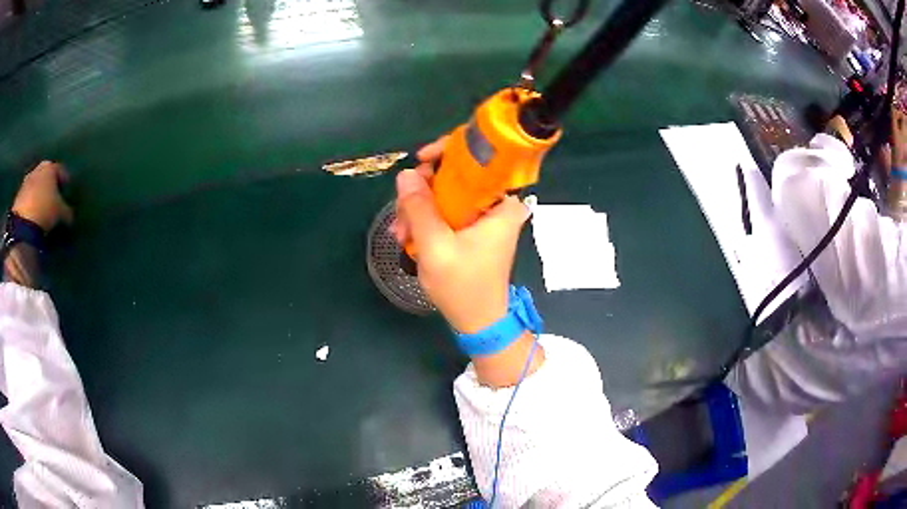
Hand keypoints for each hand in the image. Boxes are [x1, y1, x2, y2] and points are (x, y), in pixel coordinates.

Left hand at [12, 161, 72, 230]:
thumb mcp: (61, 213)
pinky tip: (33, 215)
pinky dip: (31, 204)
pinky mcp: (19, 197)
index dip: (65, 180)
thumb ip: (67, 211)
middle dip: (49, 185)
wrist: (23, 224)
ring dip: (39, 194)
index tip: (68, 189)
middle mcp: (37, 169)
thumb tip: (71, 216)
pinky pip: (27, 198)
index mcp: (50, 167)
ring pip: (35, 186)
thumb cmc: (45, 210)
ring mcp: (26, 182)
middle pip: (45, 175)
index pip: (61, 170)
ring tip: (42, 208)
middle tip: (54, 197)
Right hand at [393, 137, 530, 333]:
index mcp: (502, 203)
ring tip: (402, 234)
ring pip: (448, 193)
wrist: (478, 321)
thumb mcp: (436, 247)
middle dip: (425, 189)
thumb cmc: (464, 287)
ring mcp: (485, 216)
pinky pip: (448, 210)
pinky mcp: (475, 228)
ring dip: (420, 208)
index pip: (480, 157)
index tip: (421, 160)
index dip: (449, 150)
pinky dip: (428, 219)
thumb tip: (406, 174)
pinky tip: (410, 237)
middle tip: (403, 212)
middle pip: (459, 174)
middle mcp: (498, 204)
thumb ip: (420, 209)